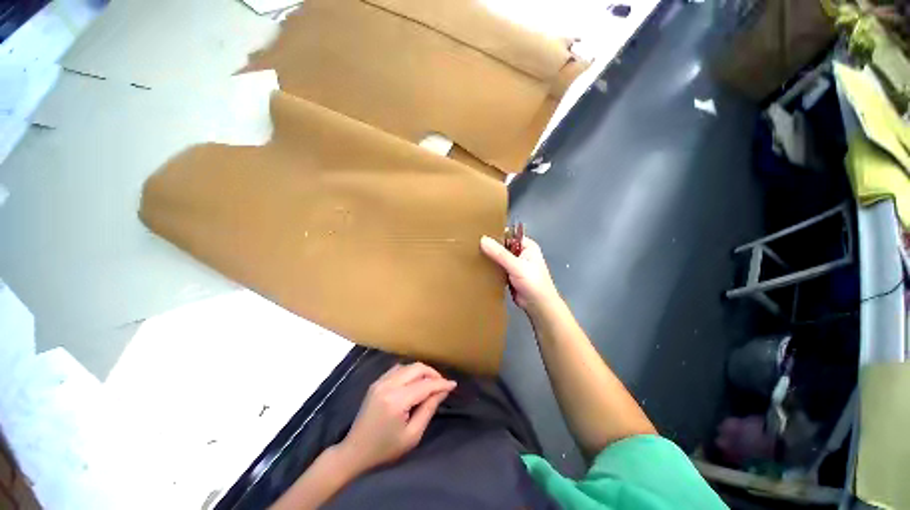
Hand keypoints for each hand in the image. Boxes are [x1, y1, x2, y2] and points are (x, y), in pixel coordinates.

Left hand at [336, 363, 455, 472]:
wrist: (354, 452)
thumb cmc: (385, 449)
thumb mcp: (412, 435)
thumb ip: (428, 409)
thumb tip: (442, 391)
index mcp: (396, 400)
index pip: (424, 385)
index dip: (441, 384)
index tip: (453, 385)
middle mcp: (388, 385)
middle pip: (416, 368)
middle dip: (432, 373)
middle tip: (442, 384)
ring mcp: (380, 381)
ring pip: (408, 366)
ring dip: (421, 371)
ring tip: (430, 383)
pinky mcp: (376, 382)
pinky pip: (398, 369)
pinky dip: (410, 371)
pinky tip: (414, 382)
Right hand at [480, 235, 559, 317]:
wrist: (538, 306)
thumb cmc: (532, 283)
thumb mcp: (516, 266)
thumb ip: (500, 253)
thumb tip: (483, 239)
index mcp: (527, 246)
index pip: (509, 235)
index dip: (496, 234)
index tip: (480, 234)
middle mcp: (521, 253)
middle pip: (502, 246)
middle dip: (490, 247)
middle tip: (473, 245)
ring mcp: (514, 265)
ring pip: (499, 258)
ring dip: (489, 258)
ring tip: (472, 254)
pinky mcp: (509, 275)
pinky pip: (497, 268)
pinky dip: (491, 268)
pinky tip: (479, 267)